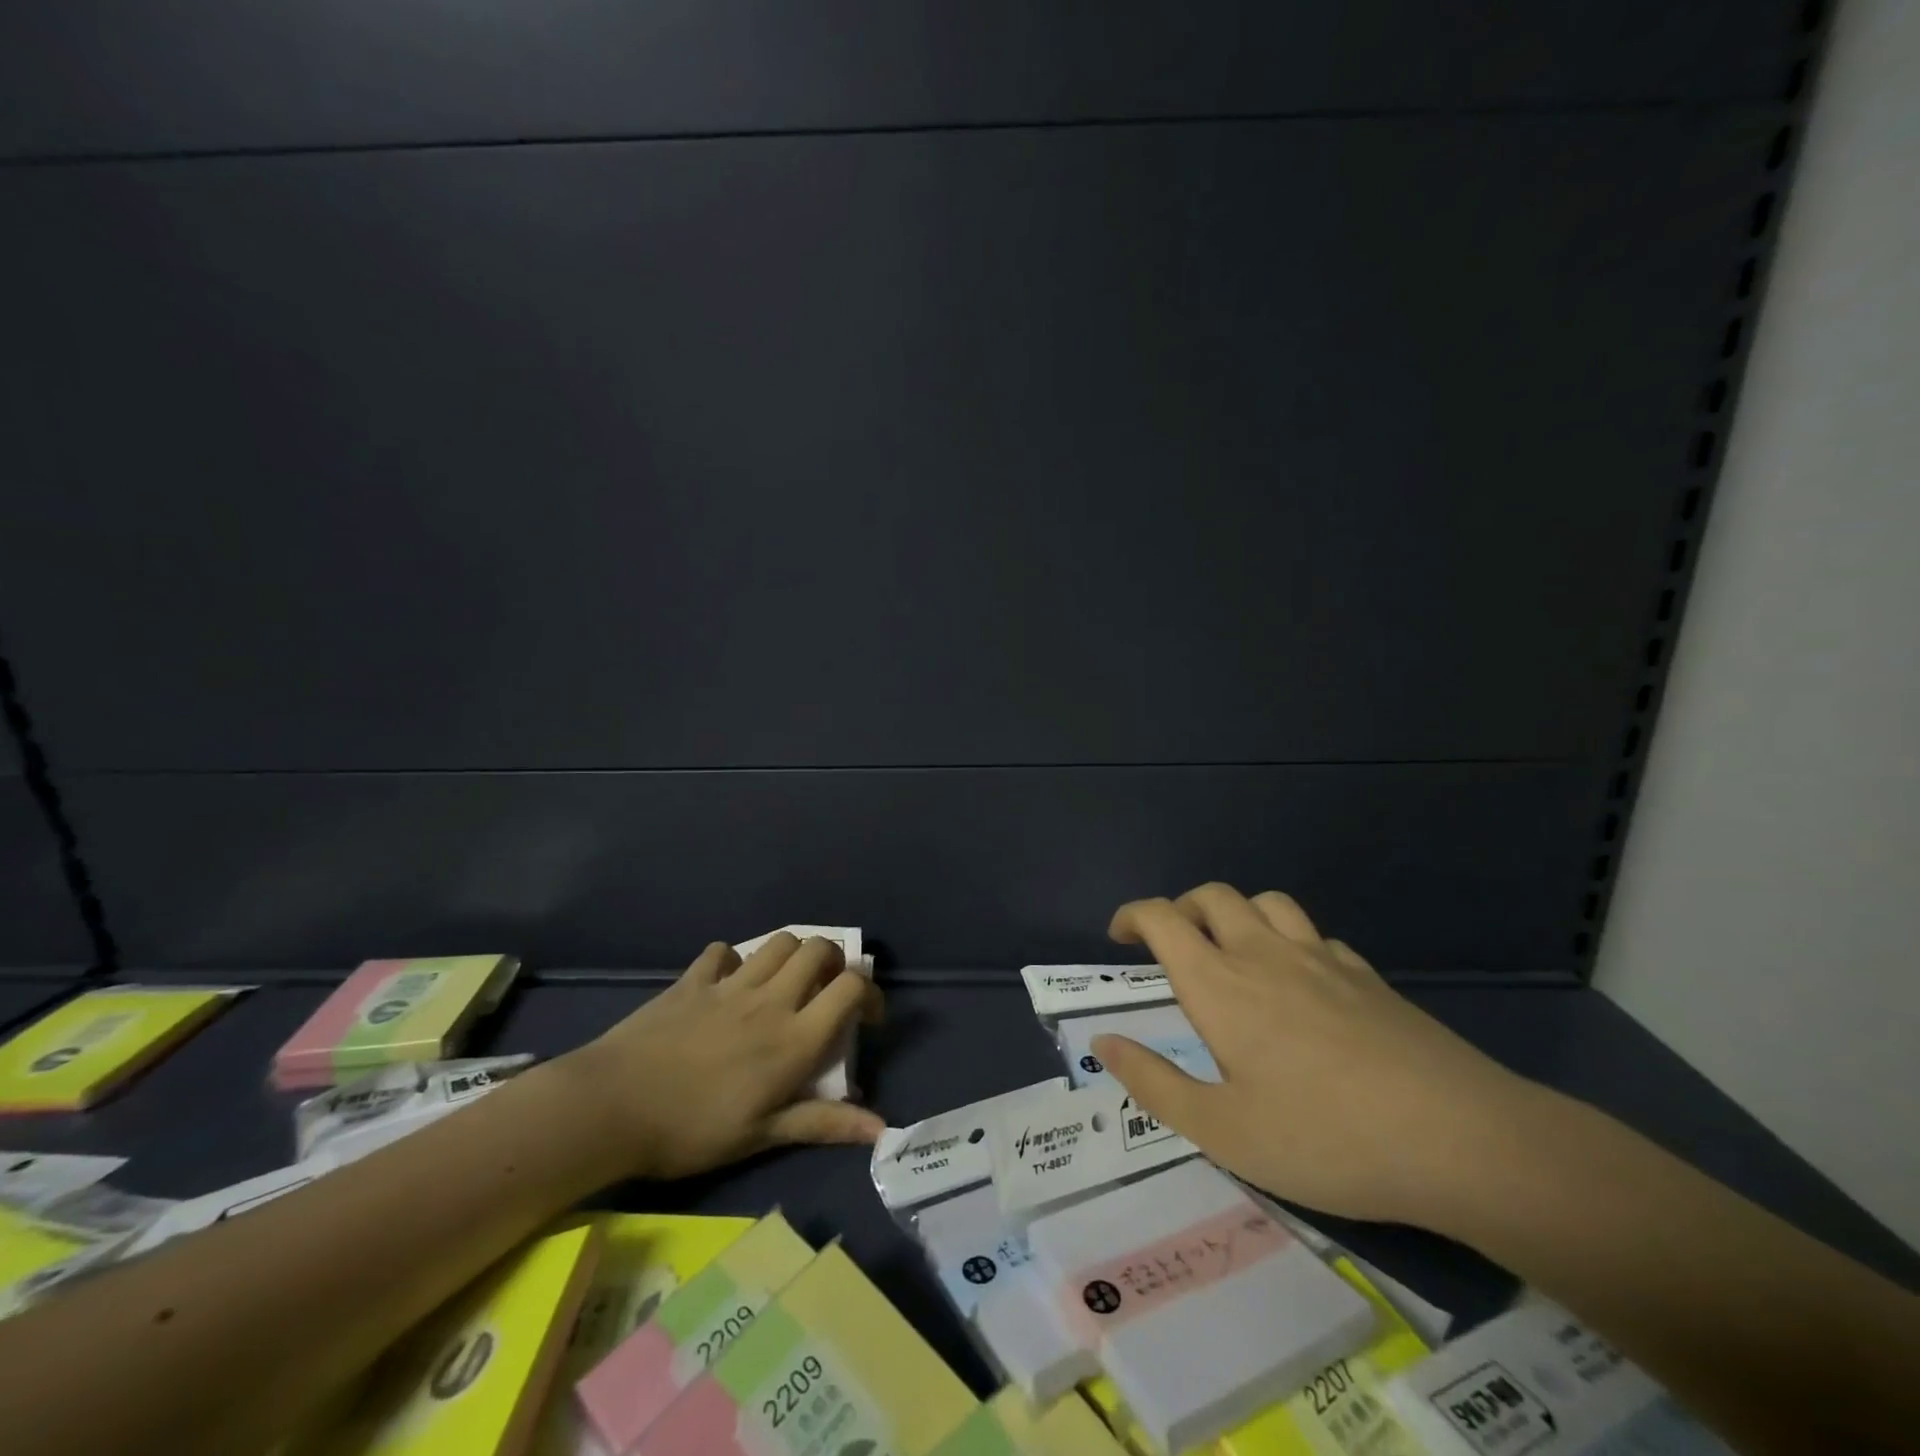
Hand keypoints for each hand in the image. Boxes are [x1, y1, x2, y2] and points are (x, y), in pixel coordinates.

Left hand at [560, 935, 884, 1180]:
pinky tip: (727, 982)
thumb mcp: (762, 1135)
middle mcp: (770, 999)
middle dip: (833, 961)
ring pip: (778, 941)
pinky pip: (723, 951)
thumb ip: (823, 1122)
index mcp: (793, 1038)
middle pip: (818, 949)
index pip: (850, 988)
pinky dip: (734, 960)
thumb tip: (882, 1129)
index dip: (869, 993)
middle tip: (825, 991)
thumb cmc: (692, 1130)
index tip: (867, 1017)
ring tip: (784, 982)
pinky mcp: (693, 980)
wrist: (612, 1106)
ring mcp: (730, 984)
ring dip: (791, 954)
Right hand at [1094, 884, 1543, 1226]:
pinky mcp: (1367, 976)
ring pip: (1265, 902)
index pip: (1163, 919)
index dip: (1133, 916)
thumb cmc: (1325, 1138)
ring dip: (1236, 913)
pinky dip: (1290, 941)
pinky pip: (1314, 935)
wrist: (1461, 1139)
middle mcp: (1265, 955)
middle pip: (1212, 896)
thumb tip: (1104, 1042)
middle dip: (1180, 908)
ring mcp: (1321, 959)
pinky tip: (1301, 982)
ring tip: (1232, 952)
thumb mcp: (1223, 1131)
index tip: (1119, 936)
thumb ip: (1154, 1083)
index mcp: (1221, 985)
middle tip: (1171, 946)